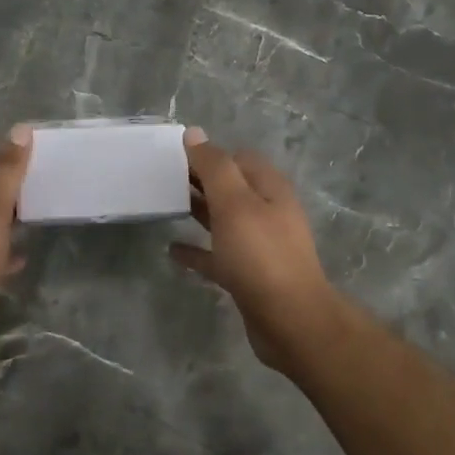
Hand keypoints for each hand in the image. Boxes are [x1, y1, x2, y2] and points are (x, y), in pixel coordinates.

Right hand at [169, 129, 343, 373]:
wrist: (290, 321)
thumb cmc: (261, 256)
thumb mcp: (235, 204)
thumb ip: (214, 167)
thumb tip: (194, 134)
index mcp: (270, 190)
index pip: (240, 159)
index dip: (211, 154)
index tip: (176, 157)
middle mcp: (268, 213)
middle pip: (232, 188)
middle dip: (202, 181)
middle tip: (164, 179)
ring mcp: (259, 246)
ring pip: (224, 220)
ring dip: (199, 212)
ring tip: (165, 207)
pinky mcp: (248, 275)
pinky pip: (217, 256)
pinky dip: (197, 250)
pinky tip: (172, 251)